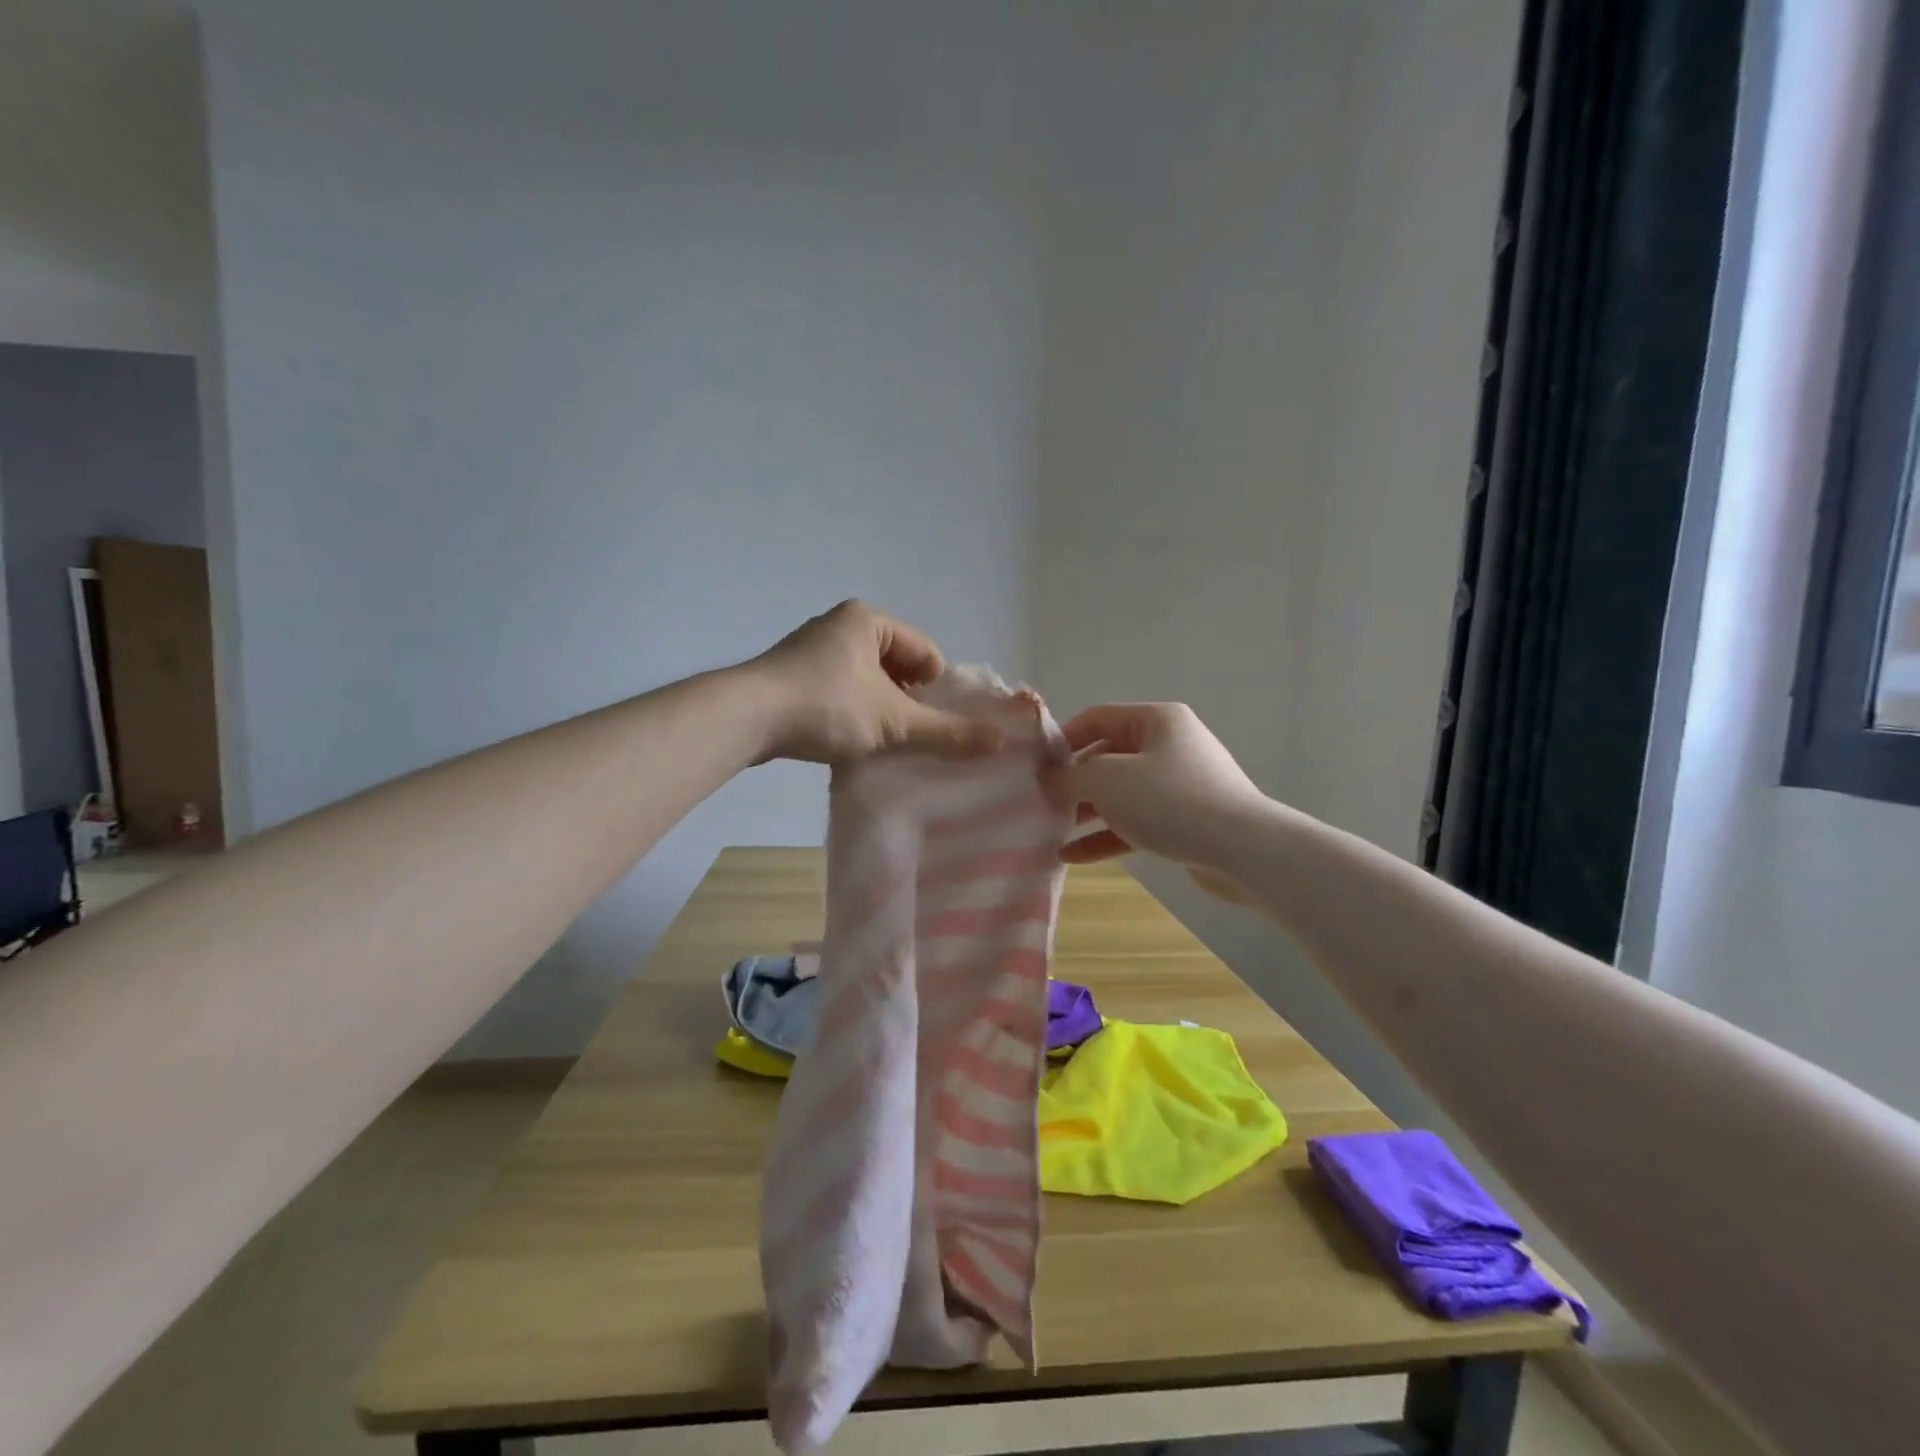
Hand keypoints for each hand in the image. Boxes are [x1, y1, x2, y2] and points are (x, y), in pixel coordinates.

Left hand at [748, 601, 1002, 763]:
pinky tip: (850, 740)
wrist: (747, 719)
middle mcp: (840, 625)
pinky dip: (852, 714)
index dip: (937, 690)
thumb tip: (1002, 742)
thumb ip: (948, 733)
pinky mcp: (792, 677)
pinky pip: (839, 692)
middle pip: (897, 667)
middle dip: (908, 702)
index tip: (935, 725)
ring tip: (882, 742)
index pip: (925, 652)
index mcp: (869, 620)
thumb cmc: (828, 707)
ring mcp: (812, 650)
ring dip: (880, 710)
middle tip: (910, 736)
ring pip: (867, 682)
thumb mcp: (894, 722)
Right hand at [1054, 703, 1269, 897]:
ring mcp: (1180, 784)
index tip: (1035, 767)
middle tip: (1042, 804)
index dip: (1062, 740)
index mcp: (1156, 720)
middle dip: (1074, 782)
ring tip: (1053, 832)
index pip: (1097, 718)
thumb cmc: (1170, 801)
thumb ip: (1071, 776)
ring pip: (1121, 793)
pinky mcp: (1185, 820)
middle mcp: (1170, 745)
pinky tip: (1073, 856)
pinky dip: (1107, 835)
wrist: (1244, 850)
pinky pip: (1137, 821)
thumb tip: (1051, 779)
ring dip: (1087, 812)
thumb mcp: (1108, 780)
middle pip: (1108, 757)